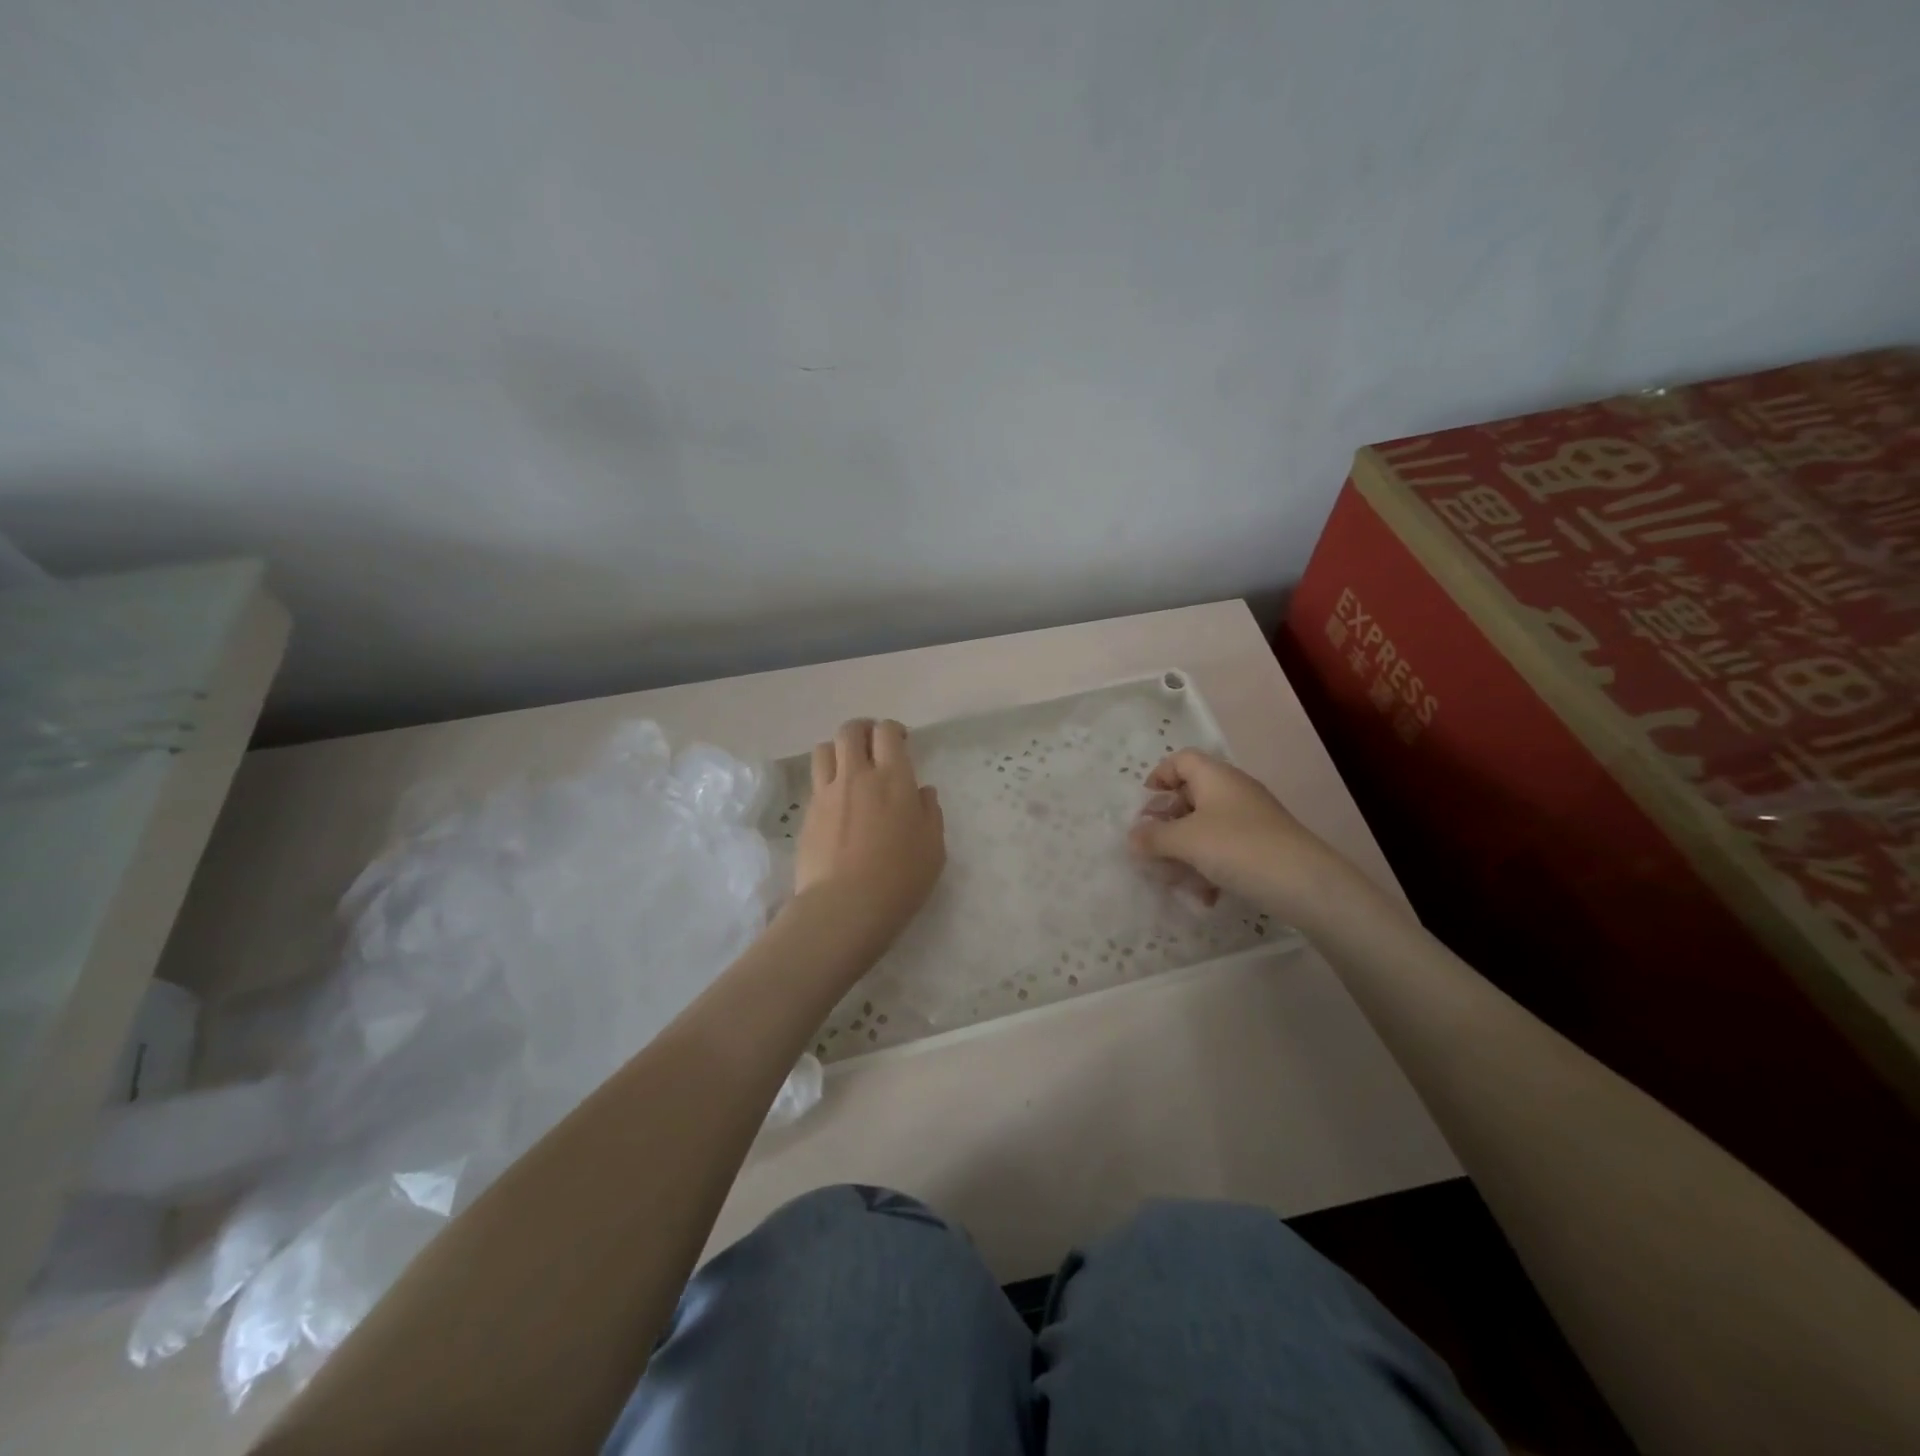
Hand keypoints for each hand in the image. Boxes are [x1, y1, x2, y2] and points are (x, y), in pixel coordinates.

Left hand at [791, 718, 946, 956]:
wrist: (844, 907)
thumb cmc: (900, 878)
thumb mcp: (933, 848)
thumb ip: (930, 813)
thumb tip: (922, 791)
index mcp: (893, 778)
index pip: (887, 733)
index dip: (893, 730)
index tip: (901, 742)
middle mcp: (856, 776)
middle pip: (850, 731)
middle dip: (862, 730)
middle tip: (873, 745)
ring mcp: (826, 794)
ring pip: (824, 749)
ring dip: (838, 750)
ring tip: (849, 767)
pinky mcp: (807, 815)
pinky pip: (815, 783)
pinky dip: (826, 781)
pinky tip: (837, 803)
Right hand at [1128, 750, 1345, 922]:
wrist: (1306, 883)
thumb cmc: (1238, 848)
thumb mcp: (1186, 841)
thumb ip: (1153, 837)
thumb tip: (1133, 837)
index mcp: (1214, 777)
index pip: (1180, 760)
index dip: (1158, 777)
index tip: (1143, 805)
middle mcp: (1233, 791)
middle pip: (1190, 796)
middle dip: (1167, 823)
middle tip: (1150, 846)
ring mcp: (1250, 819)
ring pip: (1206, 828)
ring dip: (1185, 851)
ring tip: (1173, 879)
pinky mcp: (1263, 846)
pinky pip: (1225, 849)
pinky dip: (1210, 867)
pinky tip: (1206, 895)